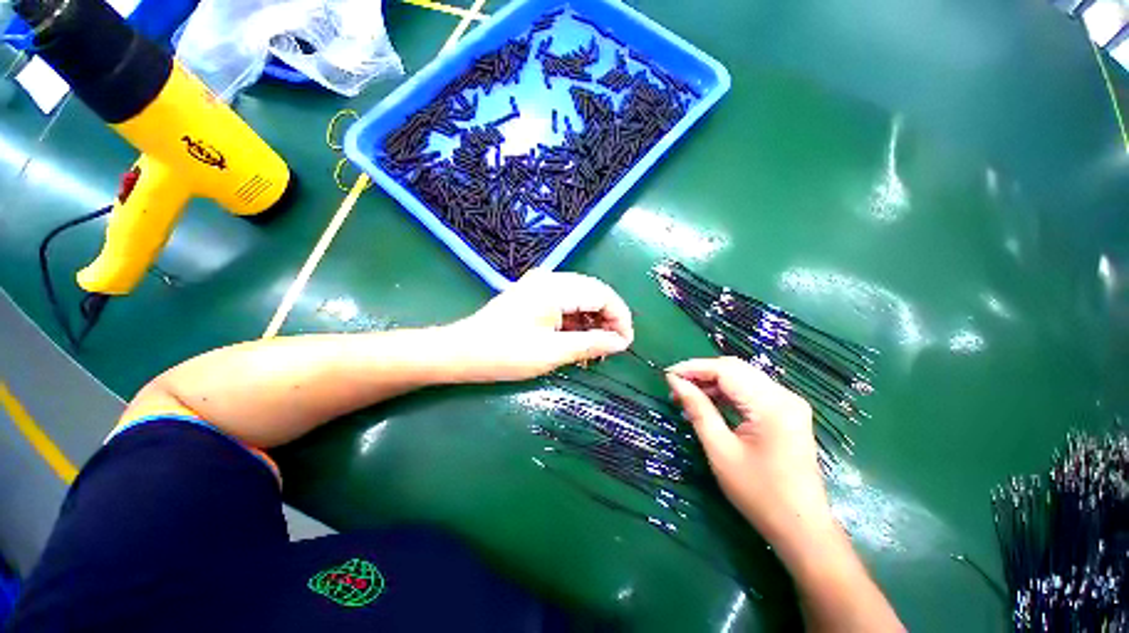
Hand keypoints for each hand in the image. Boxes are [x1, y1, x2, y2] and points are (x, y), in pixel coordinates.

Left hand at [445, 271, 633, 381]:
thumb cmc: (505, 353)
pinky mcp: (535, 296)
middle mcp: (550, 279)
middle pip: (593, 294)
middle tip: (612, 349)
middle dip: (608, 320)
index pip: (602, 294)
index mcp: (555, 287)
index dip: (620, 317)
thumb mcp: (552, 353)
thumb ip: (590, 344)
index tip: (626, 343)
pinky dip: (576, 323)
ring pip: (581, 300)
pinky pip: (566, 305)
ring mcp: (541, 286)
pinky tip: (579, 343)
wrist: (462, 352)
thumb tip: (621, 343)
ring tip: (596, 351)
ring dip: (592, 323)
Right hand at [666, 357, 833, 546]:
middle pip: (735, 369)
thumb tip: (675, 382)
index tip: (667, 375)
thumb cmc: (759, 494)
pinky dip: (727, 393)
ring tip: (686, 396)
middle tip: (675, 386)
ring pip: (742, 378)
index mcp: (771, 405)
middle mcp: (784, 396)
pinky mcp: (787, 413)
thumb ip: (698, 409)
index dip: (693, 368)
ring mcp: (788, 403)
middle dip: (701, 373)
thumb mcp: (720, 450)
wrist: (802, 528)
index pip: (726, 370)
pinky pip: (751, 392)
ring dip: (713, 382)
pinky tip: (708, 403)